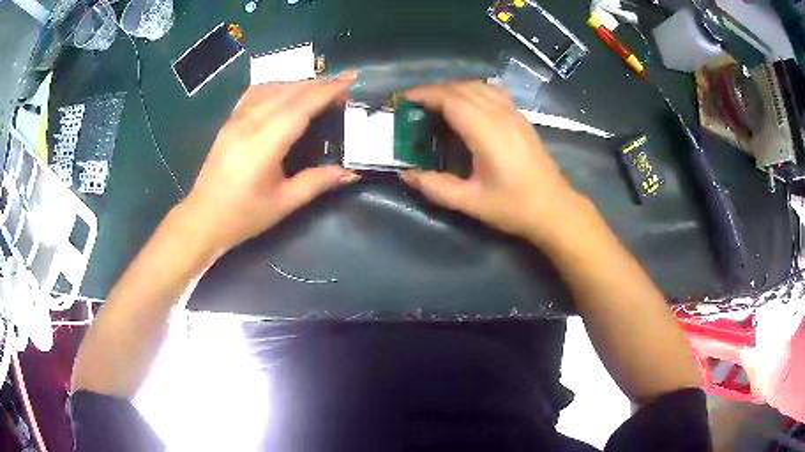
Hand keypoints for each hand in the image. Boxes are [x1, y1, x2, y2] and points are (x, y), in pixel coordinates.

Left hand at [181, 76, 359, 252]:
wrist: (202, 219)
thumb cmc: (243, 216)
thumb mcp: (283, 204)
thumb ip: (317, 183)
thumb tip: (350, 173)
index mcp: (263, 144)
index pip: (300, 107)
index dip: (327, 91)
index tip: (350, 79)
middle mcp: (249, 123)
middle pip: (288, 92)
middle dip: (319, 84)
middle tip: (343, 88)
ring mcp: (236, 120)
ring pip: (272, 88)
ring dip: (299, 84)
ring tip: (320, 90)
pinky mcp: (229, 122)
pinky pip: (255, 93)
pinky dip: (276, 86)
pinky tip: (286, 92)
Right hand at [401, 81, 585, 244]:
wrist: (554, 209)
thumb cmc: (514, 207)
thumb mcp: (471, 202)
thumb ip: (436, 187)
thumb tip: (406, 174)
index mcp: (487, 131)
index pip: (451, 99)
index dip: (425, 95)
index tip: (403, 100)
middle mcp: (500, 114)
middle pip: (462, 88)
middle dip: (434, 91)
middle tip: (413, 106)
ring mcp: (513, 114)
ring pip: (478, 86)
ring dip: (453, 89)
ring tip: (435, 104)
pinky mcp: (520, 118)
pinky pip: (492, 92)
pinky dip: (471, 91)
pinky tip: (465, 106)